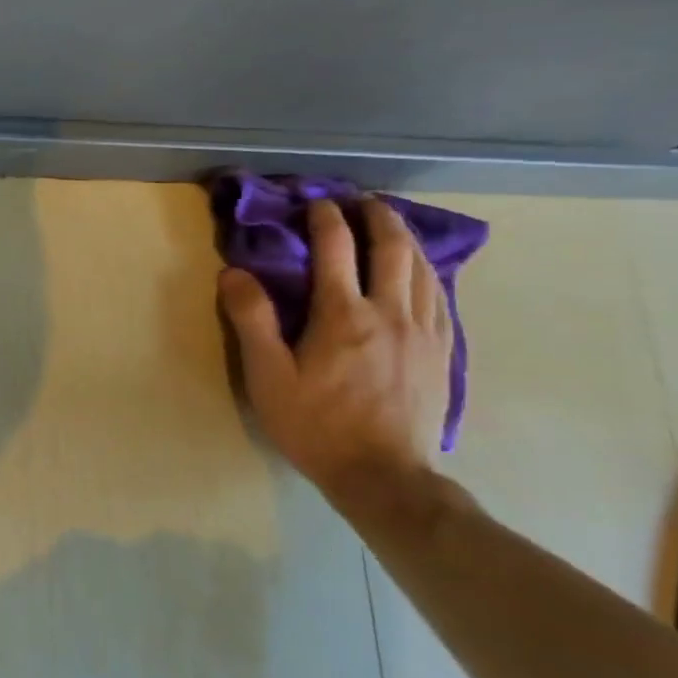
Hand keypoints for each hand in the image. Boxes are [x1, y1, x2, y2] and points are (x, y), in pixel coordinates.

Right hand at [218, 197, 451, 507]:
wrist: (384, 477)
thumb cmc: (316, 425)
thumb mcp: (268, 377)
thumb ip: (252, 320)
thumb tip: (235, 273)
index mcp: (343, 315)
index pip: (336, 249)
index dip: (325, 219)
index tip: (316, 202)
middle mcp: (390, 313)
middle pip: (392, 249)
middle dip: (377, 217)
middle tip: (362, 200)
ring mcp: (424, 333)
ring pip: (423, 269)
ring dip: (406, 239)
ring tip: (392, 225)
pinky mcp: (442, 353)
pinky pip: (442, 297)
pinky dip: (429, 272)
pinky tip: (423, 273)